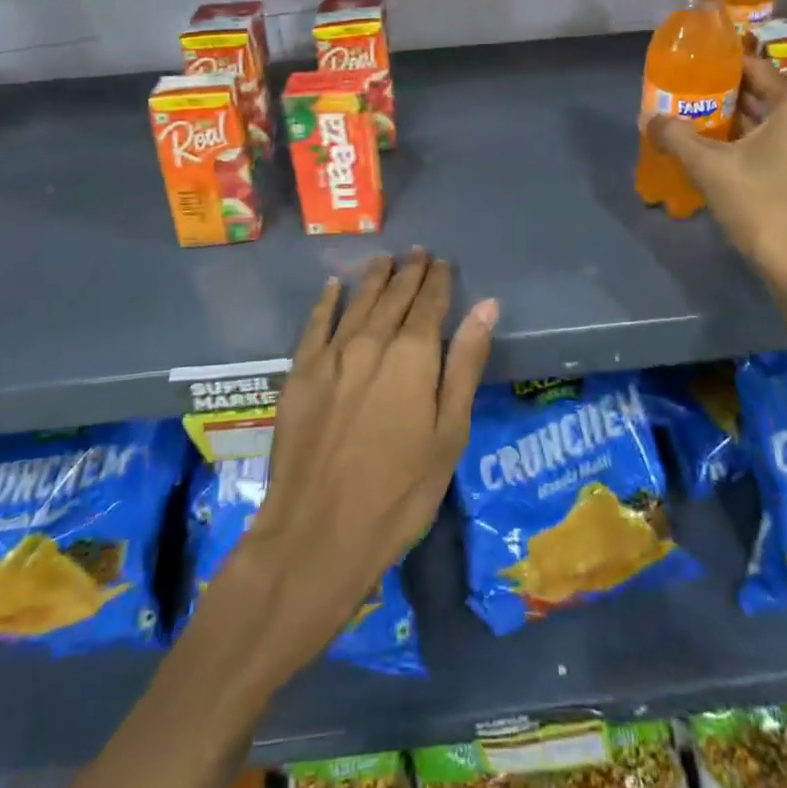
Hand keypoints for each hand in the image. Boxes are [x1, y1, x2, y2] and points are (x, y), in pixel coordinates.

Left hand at [226, 250, 495, 681]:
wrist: (317, 534)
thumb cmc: (399, 492)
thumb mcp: (448, 434)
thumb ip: (465, 364)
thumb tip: (487, 306)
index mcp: (411, 356)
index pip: (429, 304)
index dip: (438, 281)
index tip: (443, 263)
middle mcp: (370, 342)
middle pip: (393, 297)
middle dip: (408, 273)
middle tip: (418, 253)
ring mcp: (330, 357)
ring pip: (356, 303)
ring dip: (373, 279)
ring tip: (384, 259)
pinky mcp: (299, 375)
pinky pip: (314, 325)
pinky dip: (326, 302)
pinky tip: (332, 287)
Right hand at [647, 58, 786, 337]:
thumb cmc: (760, 205)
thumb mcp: (709, 167)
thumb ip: (676, 136)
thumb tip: (647, 117)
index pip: (756, 68)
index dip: (721, 64)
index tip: (689, 65)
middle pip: (761, 94)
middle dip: (722, 94)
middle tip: (683, 92)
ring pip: (767, 122)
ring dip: (731, 120)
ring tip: (691, 119)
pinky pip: (775, 143)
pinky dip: (746, 142)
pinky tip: (714, 152)